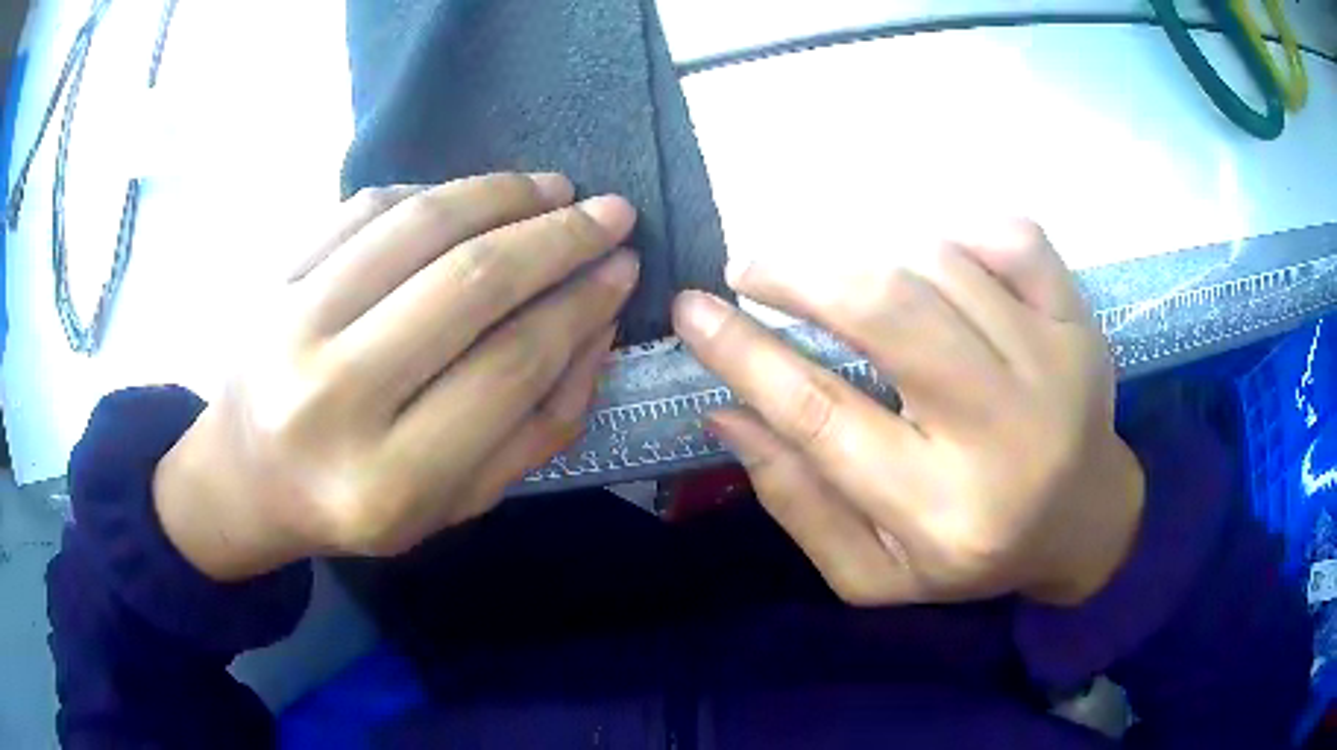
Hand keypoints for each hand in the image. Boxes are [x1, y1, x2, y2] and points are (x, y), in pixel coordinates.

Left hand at [154, 173, 639, 580]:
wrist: (244, 480)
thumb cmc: (357, 504)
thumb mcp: (456, 502)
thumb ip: (536, 427)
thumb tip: (596, 325)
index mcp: (389, 481)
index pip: (509, 366)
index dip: (580, 306)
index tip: (623, 267)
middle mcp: (332, 398)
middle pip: (469, 283)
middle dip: (558, 237)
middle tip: (610, 212)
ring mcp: (290, 324)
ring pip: (418, 225)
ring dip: (502, 193)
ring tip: (553, 189)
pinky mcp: (271, 277)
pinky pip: (365, 207)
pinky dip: (433, 190)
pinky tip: (471, 197)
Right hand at [673, 221, 1143, 606]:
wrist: (1084, 521)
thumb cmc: (975, 555)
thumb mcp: (874, 571)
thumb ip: (798, 501)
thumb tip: (727, 413)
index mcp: (941, 512)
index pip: (821, 415)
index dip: (744, 354)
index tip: (691, 309)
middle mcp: (1002, 431)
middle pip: (888, 313)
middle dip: (799, 274)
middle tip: (750, 266)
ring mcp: (1052, 363)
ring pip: (939, 264)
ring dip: (869, 257)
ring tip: (844, 281)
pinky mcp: (1079, 321)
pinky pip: (1012, 238)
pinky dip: (959, 230)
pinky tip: (937, 258)